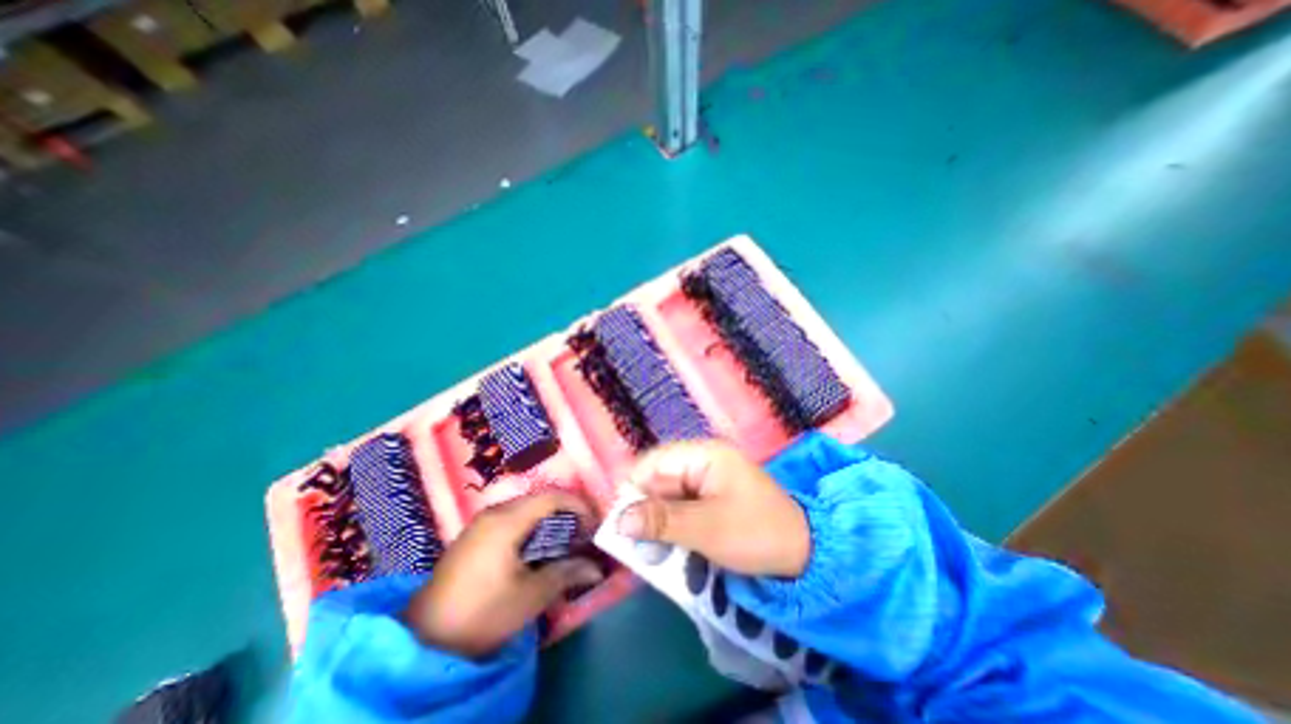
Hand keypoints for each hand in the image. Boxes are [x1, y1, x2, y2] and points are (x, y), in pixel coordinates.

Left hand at [401, 490, 602, 659]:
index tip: (594, 524)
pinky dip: (530, 526)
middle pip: (538, 499)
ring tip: (563, 540)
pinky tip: (535, 548)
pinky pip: (510, 519)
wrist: (423, 641)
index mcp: (507, 520)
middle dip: (565, 512)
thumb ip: (566, 574)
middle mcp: (494, 512)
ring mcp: (480, 523)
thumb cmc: (482, 613)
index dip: (578, 505)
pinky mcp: (473, 536)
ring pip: (524, 508)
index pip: (551, 498)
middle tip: (581, 533)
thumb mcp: (530, 596)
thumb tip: (596, 568)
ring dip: (547, 519)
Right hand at [615, 440, 804, 575]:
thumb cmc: (757, 533)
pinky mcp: (709, 499)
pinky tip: (669, 547)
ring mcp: (706, 480)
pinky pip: (680, 508)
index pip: (654, 462)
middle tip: (635, 545)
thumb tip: (619, 520)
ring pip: (666, 496)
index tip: (621, 523)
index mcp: (703, 455)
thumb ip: (662, 521)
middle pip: (658, 479)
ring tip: (652, 551)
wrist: (804, 555)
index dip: (633, 489)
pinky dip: (671, 527)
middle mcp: (701, 461)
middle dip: (645, 510)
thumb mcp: (707, 529)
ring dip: (657, 522)